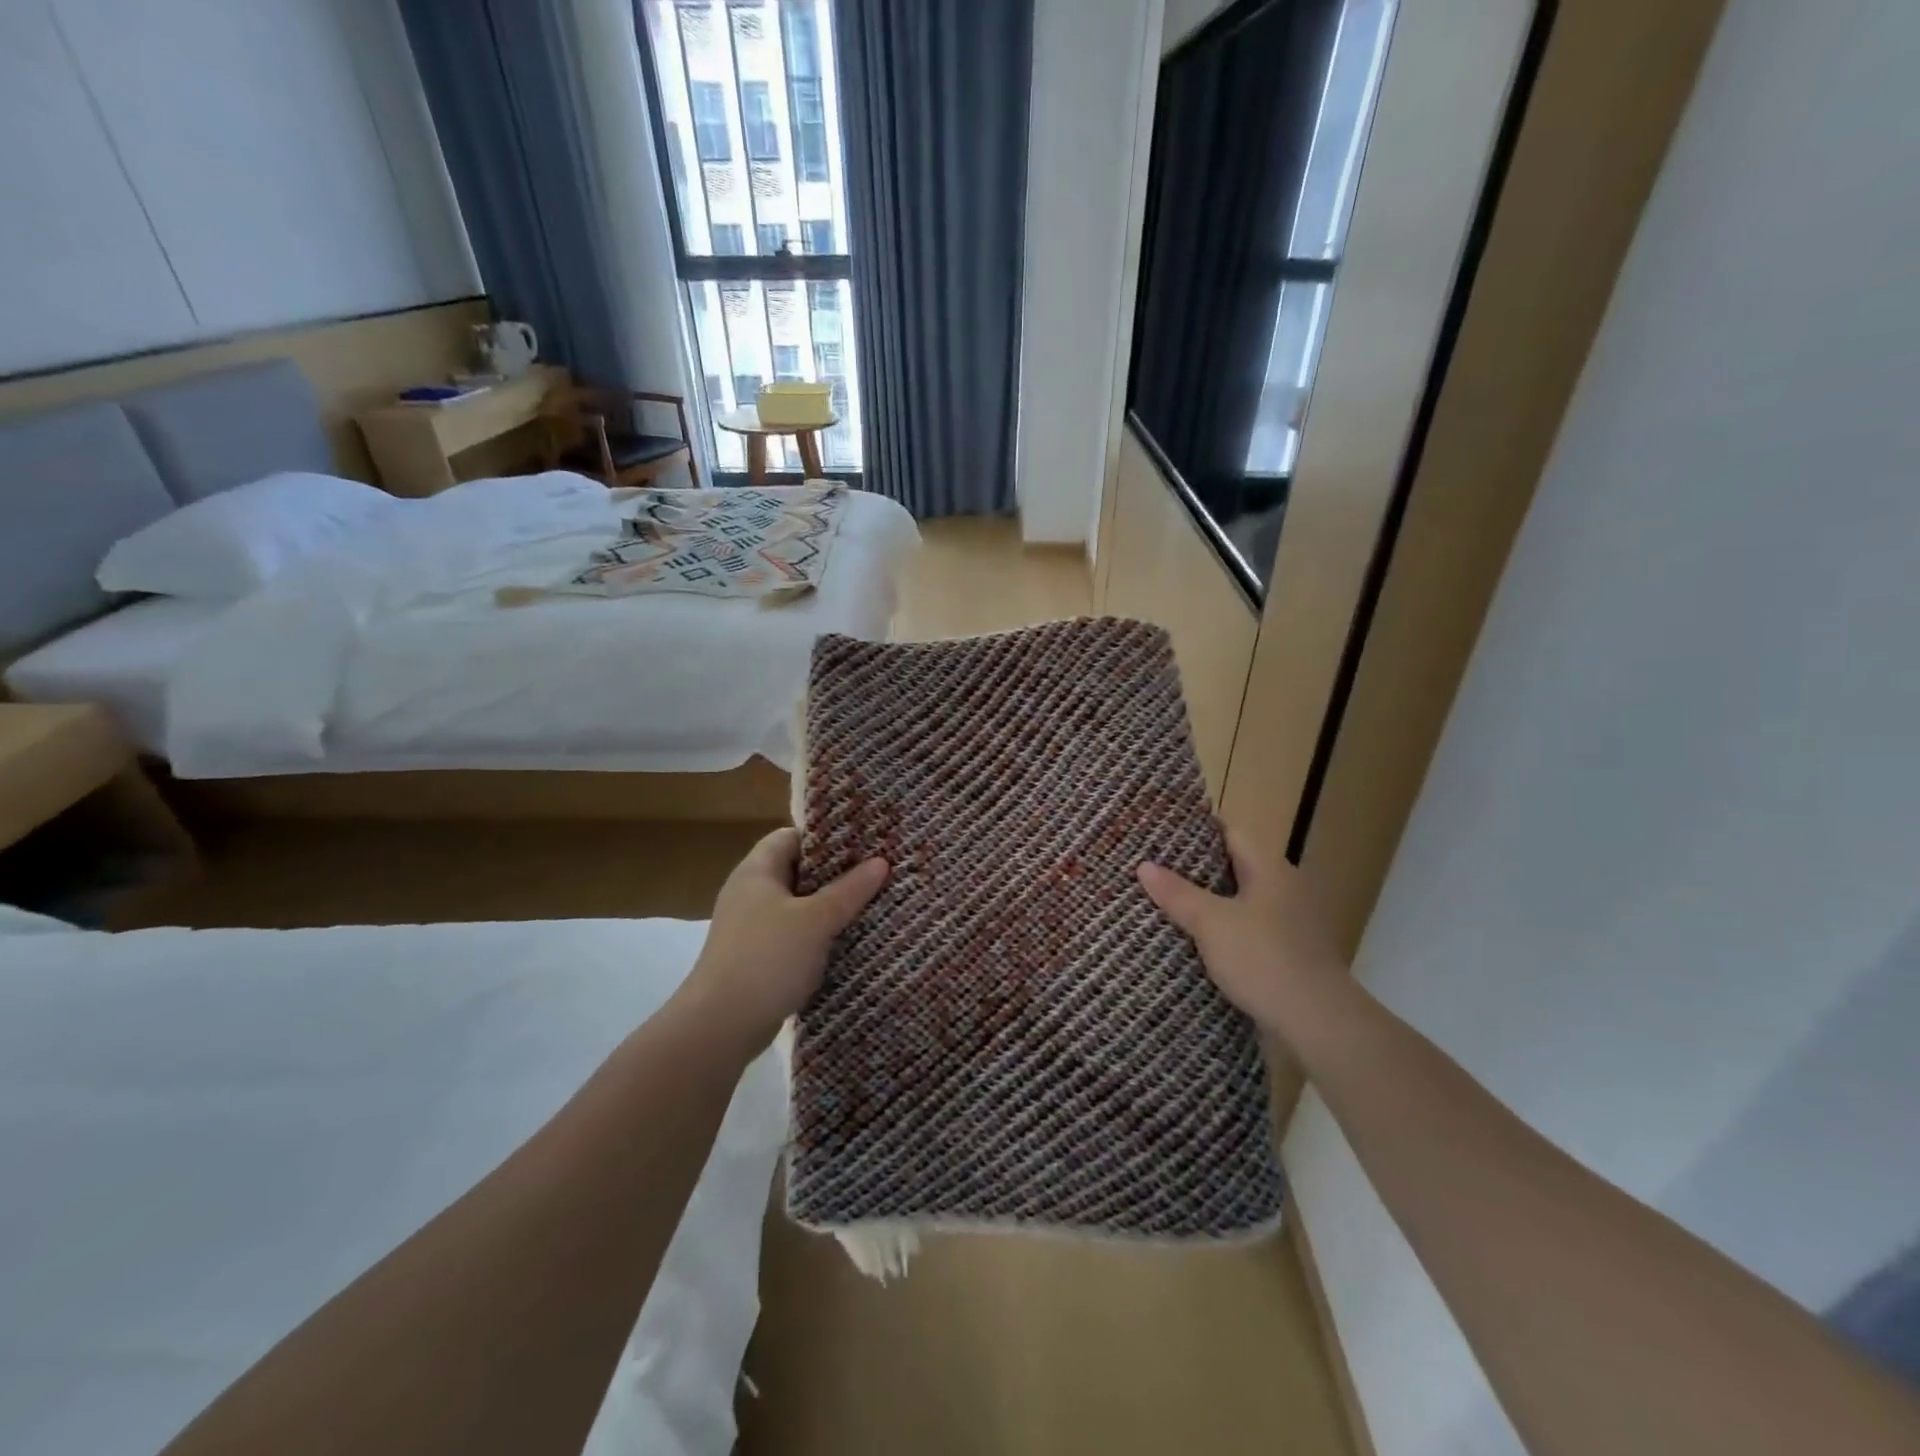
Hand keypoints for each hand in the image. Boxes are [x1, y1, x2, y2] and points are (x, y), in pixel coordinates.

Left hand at [683, 827, 887, 1052]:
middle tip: (875, 872)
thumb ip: (849, 890)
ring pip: (797, 905)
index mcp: (756, 871)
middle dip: (835, 873)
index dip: (825, 837)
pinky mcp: (756, 957)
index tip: (862, 843)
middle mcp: (749, 892)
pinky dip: (816, 934)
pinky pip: (793, 933)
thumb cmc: (768, 959)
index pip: (791, 836)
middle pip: (796, 870)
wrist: (721, 1026)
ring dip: (828, 906)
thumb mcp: (817, 920)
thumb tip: (881, 862)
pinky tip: (845, 941)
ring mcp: (750, 927)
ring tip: (869, 904)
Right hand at [1137, 829, 1349, 1045]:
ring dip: (1206, 901)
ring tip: (1163, 901)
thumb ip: (1178, 893)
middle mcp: (1283, 887)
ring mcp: (1288, 921)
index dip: (1194, 830)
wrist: (1317, 1022)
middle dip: (1193, 868)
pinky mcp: (1286, 952)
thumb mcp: (1211, 923)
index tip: (1160, 833)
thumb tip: (1144, 865)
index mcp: (1269, 868)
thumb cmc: (1263, 959)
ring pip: (1238, 900)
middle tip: (1151, 867)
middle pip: (1232, 866)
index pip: (1229, 832)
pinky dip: (1221, 929)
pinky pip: (1246, 929)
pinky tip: (1193, 939)